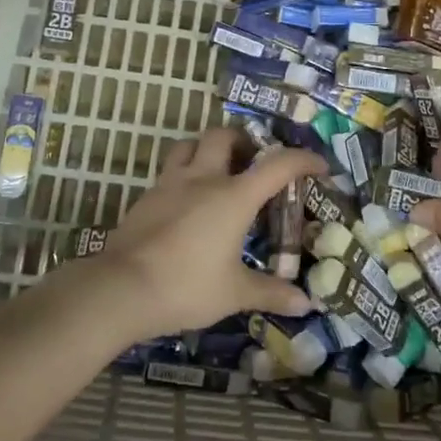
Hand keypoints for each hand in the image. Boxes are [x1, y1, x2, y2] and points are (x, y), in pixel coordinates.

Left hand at [95, 127, 319, 339]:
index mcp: (233, 196)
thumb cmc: (186, 286)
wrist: (121, 288)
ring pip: (189, 145)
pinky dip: (184, 174)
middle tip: (253, 161)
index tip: (319, 166)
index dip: (302, 160)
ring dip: (207, 148)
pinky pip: (169, 171)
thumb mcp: (234, 293)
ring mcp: (170, 184)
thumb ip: (270, 292)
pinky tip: (187, 201)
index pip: (277, 165)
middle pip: (223, 136)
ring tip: (218, 170)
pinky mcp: (146, 197)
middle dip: (243, 140)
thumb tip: (306, 305)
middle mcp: (203, 179)